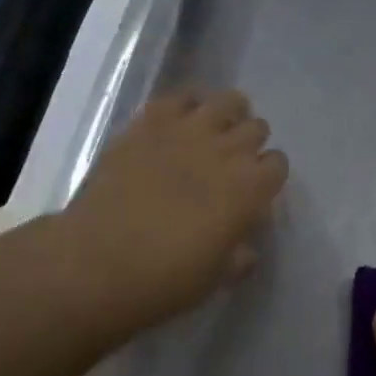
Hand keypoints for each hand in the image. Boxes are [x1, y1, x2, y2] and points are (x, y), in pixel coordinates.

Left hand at [38, 90, 286, 333]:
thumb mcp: (215, 277)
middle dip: (249, 144)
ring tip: (212, 132)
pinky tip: (177, 123)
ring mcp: (189, 130)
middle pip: (257, 128)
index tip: (253, 191)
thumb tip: (244, 247)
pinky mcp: (150, 122)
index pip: (278, 164)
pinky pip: (180, 96)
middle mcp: (228, 150)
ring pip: (228, 100)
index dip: (267, 176)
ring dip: (228, 115)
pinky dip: (186, 105)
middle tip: (229, 164)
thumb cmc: (165, 279)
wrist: (97, 262)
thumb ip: (238, 256)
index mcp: (251, 188)